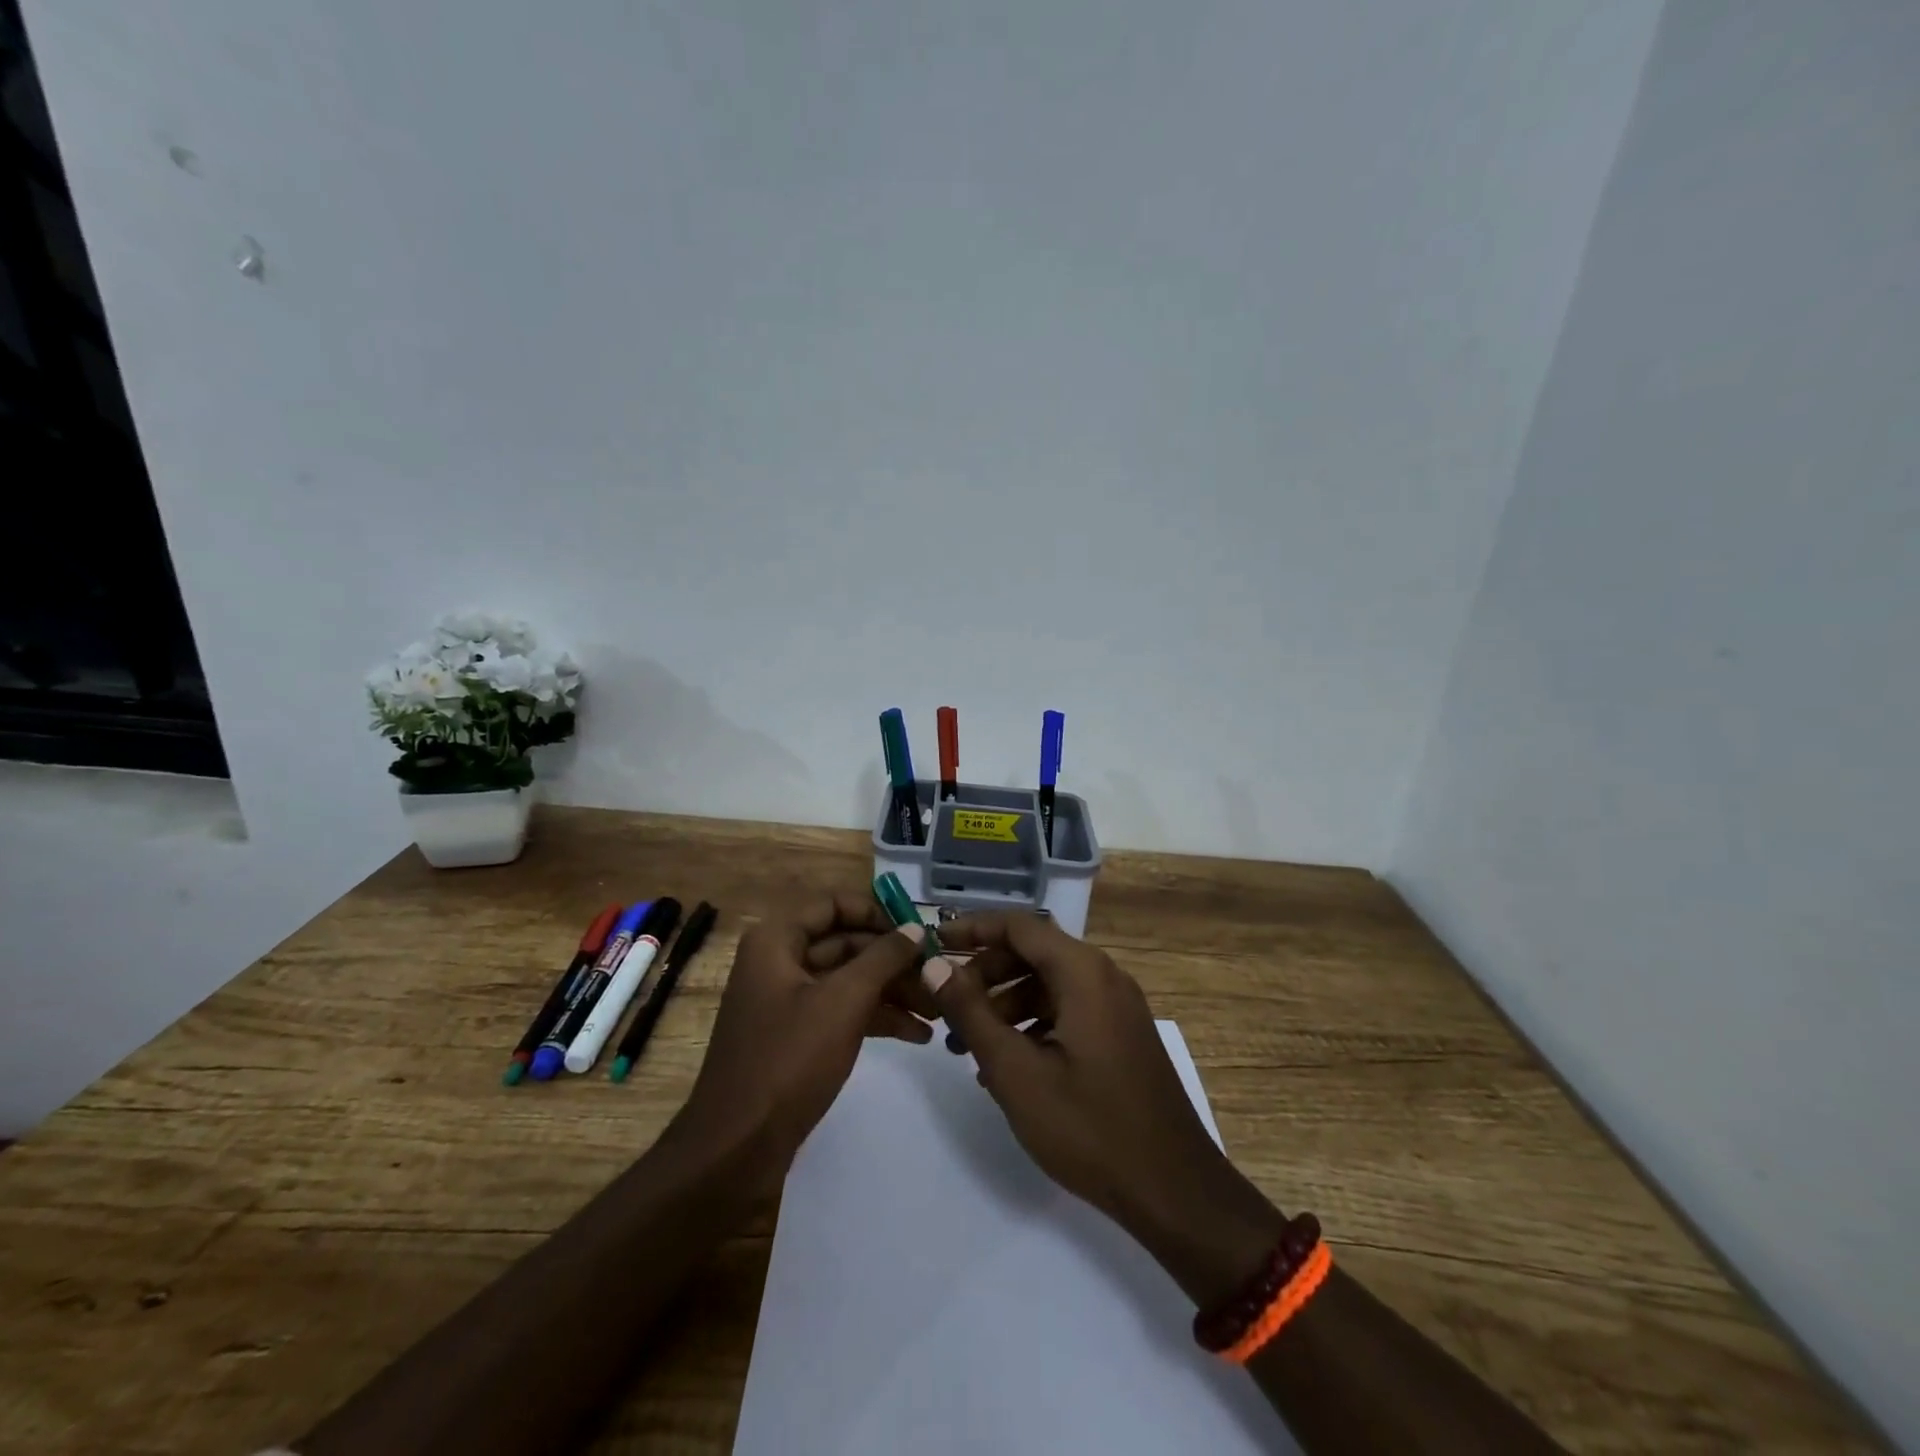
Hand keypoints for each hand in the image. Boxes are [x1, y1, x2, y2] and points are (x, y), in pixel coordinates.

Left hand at [672, 892, 930, 1176]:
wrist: (736, 1150)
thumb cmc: (787, 1061)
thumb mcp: (843, 1002)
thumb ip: (883, 958)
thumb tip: (916, 928)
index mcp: (777, 941)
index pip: (834, 904)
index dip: (877, 912)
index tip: (918, 931)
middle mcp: (780, 962)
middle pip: (846, 943)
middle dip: (894, 960)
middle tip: (938, 975)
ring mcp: (788, 1001)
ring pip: (849, 980)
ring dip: (893, 991)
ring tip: (938, 1009)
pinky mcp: (798, 1037)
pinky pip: (842, 1012)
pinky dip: (877, 1018)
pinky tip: (918, 1034)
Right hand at [931, 912, 1285, 1303]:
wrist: (1174, 1190)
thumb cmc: (1089, 1126)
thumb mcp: (1016, 1071)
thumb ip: (971, 1013)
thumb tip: (935, 966)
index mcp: (1082, 972)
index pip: (1018, 926)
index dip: (973, 929)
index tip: (935, 944)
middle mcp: (1103, 976)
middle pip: (1033, 953)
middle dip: (985, 974)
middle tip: (947, 1008)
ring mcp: (1117, 1006)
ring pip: (1048, 984)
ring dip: (1005, 1004)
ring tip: (966, 1046)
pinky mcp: (1121, 1035)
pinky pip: (1068, 1010)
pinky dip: (1032, 1024)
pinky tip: (1007, 1065)